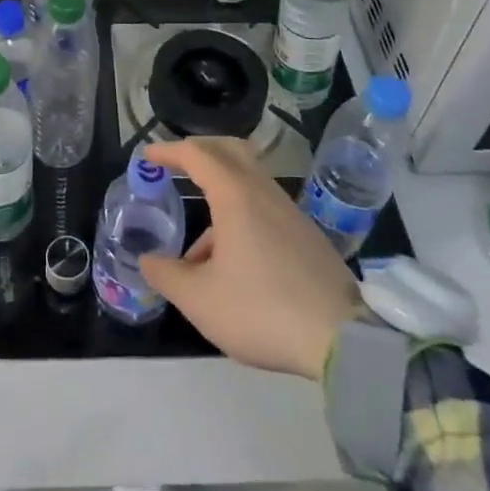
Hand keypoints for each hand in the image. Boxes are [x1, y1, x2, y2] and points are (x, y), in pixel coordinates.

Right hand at [138, 138, 365, 380]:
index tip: (147, 157)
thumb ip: (166, 275)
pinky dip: (240, 216)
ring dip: (218, 195)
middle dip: (199, 152)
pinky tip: (232, 265)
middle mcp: (263, 192)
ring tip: (198, 251)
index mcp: (235, 196)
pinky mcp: (306, 234)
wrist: (342, 340)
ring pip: (247, 183)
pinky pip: (264, 207)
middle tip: (175, 167)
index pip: (197, 154)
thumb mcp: (200, 300)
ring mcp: (289, 212)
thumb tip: (147, 260)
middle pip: (229, 150)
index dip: (169, 151)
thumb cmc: (262, 310)